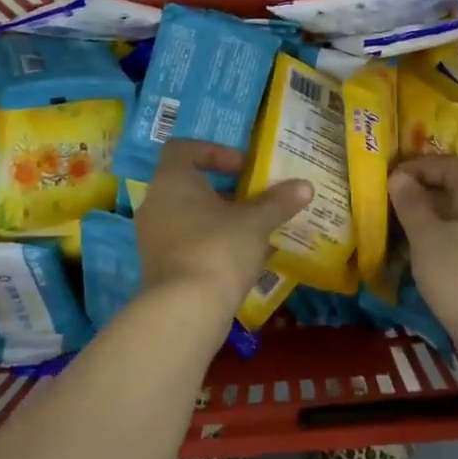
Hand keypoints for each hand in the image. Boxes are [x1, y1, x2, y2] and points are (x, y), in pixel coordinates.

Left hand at [136, 139, 310, 312]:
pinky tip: (240, 260)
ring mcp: (152, 237)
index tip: (243, 167)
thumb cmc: (219, 248)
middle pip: (187, 185)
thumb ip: (278, 201)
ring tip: (253, 231)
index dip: (214, 152)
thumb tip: (305, 186)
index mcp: (172, 180)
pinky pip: (185, 243)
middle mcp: (155, 203)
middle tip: (254, 199)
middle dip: (223, 190)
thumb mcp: (256, 222)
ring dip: (219, 219)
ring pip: (187, 216)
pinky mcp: (157, 267)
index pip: (183, 149)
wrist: (185, 309)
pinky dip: (210, 244)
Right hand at [388, 155, 457, 370]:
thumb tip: (398, 177)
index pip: (450, 165)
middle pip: (451, 192)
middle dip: (417, 193)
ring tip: (389, 229)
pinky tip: (409, 258)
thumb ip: (411, 204)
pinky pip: (452, 247)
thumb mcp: (428, 236)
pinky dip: (430, 246)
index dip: (419, 165)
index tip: (389, 176)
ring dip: (421, 222)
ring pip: (450, 222)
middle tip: (384, 202)